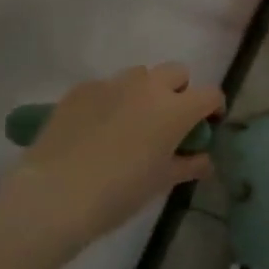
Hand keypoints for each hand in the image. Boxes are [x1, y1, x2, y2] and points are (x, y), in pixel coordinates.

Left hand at [0, 63, 223, 256]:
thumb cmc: (120, 192)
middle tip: (169, 121)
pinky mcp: (80, 90)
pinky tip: (97, 129)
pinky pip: (106, 87)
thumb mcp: (162, 182)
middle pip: (177, 72)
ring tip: (131, 122)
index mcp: (176, 109)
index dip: (213, 108)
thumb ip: (189, 165)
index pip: (210, 94)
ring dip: (145, 92)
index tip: (207, 126)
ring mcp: (112, 84)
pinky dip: (111, 101)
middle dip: (180, 91)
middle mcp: (148, 87)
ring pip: (140, 75)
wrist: (55, 195)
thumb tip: (204, 160)